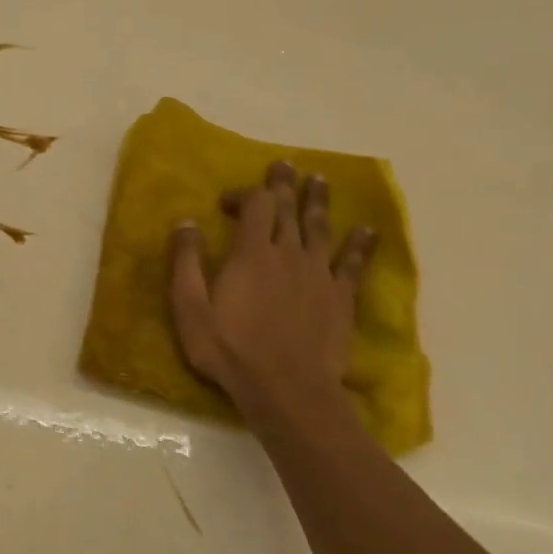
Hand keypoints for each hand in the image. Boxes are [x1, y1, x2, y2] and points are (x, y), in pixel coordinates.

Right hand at [168, 160, 374, 416]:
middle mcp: (289, 254)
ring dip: (319, 202)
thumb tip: (185, 222)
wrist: (286, 388)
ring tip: (320, 180)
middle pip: (290, 210)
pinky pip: (353, 263)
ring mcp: (319, 274)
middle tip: (285, 165)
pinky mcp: (340, 297)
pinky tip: (366, 230)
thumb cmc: (229, 348)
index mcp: (252, 254)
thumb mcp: (190, 308)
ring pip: (321, 228)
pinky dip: (360, 244)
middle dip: (285, 185)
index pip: (255, 207)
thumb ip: (186, 263)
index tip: (228, 201)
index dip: (245, 194)